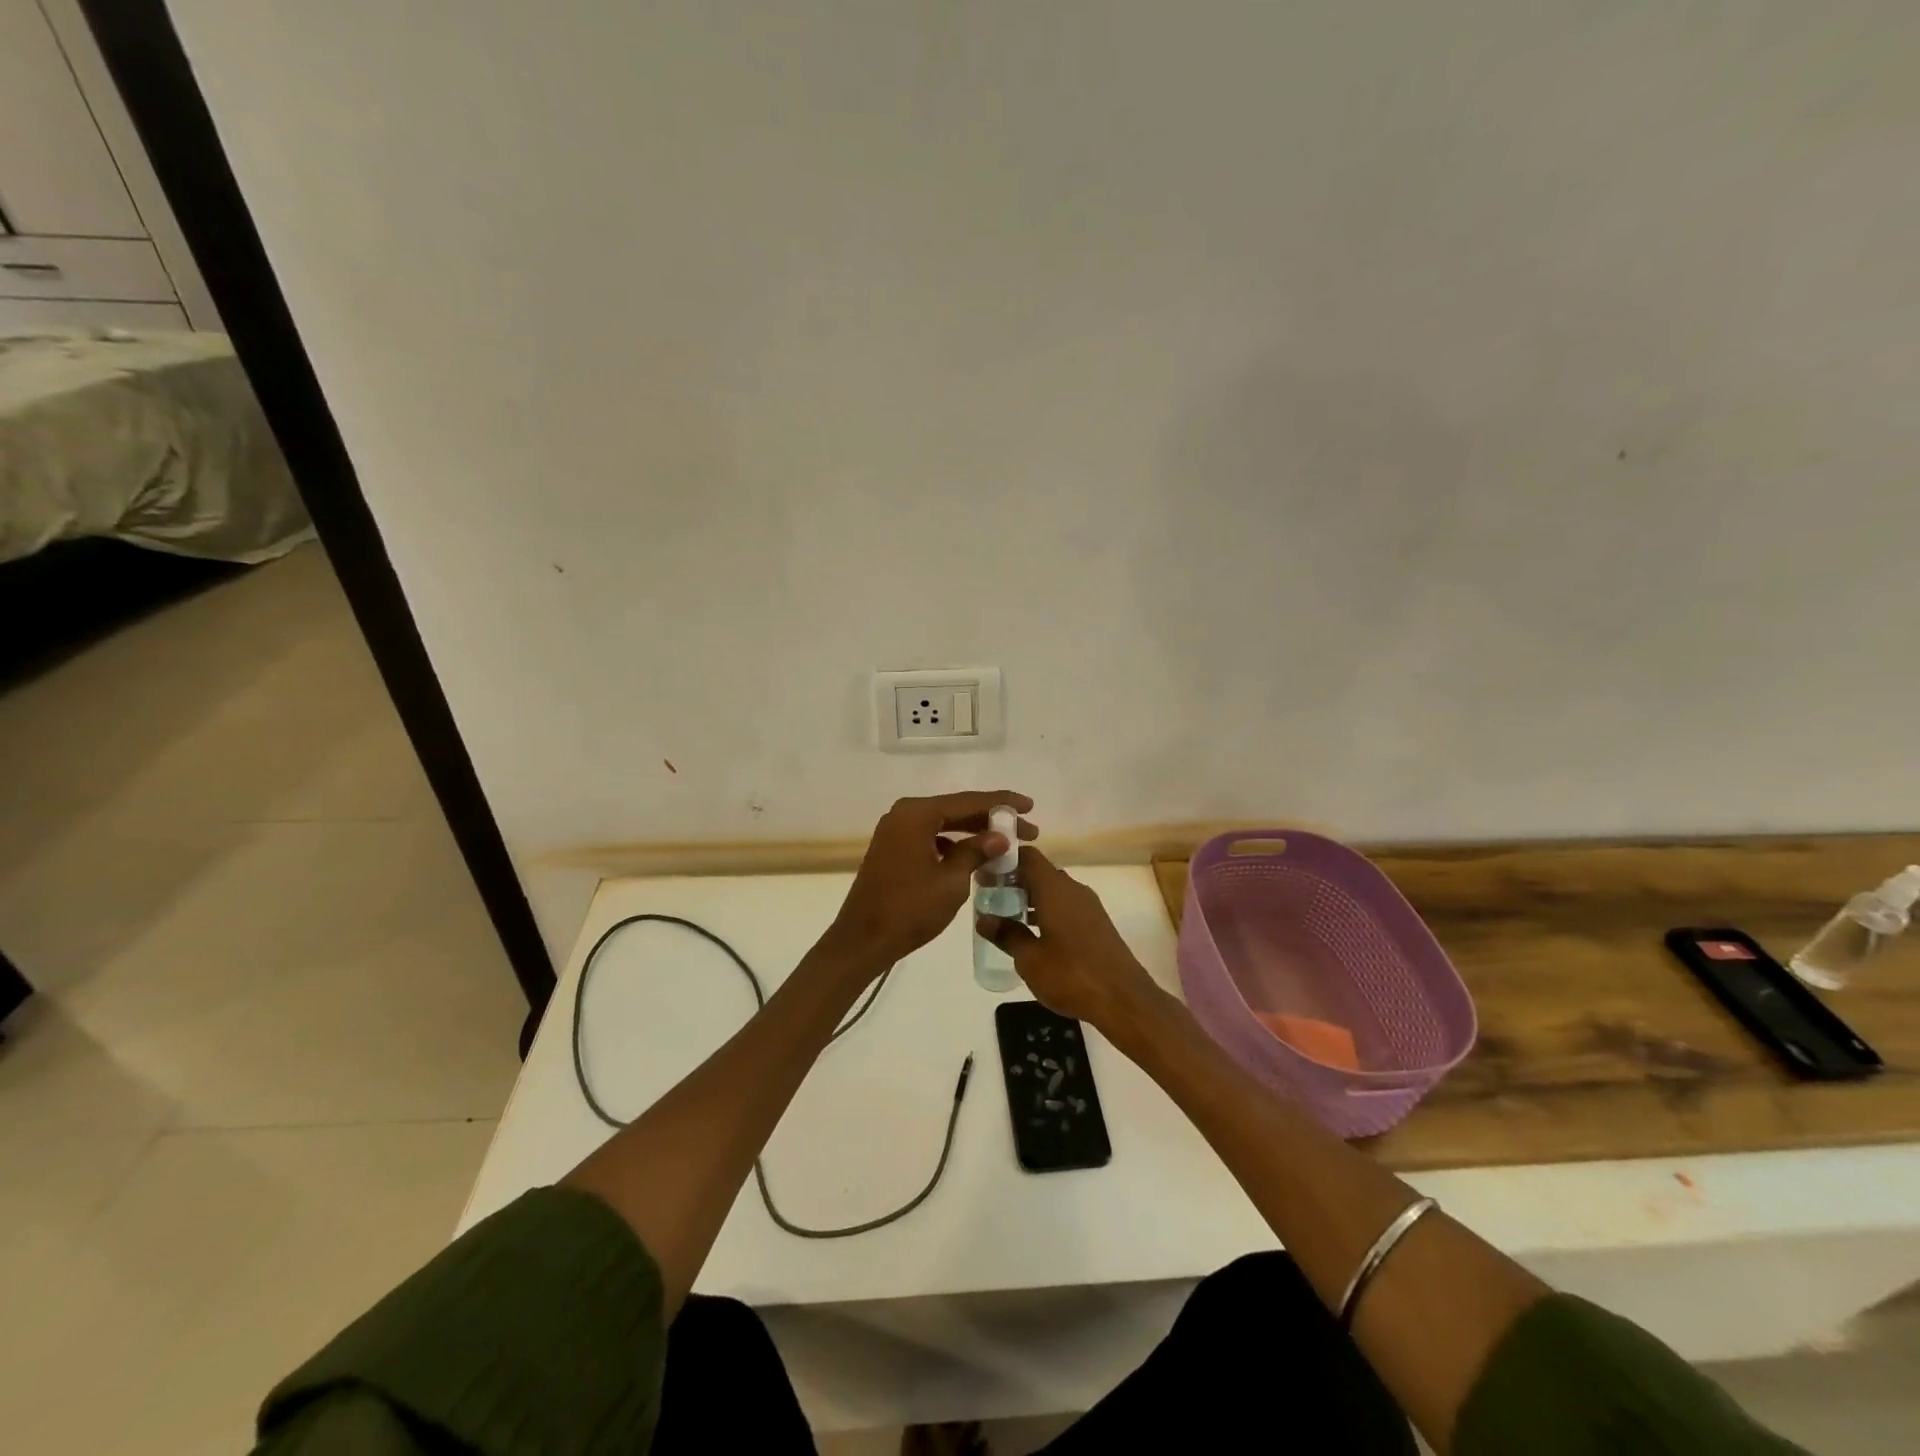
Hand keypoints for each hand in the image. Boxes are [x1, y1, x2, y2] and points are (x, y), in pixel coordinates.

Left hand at [828, 791, 1035, 969]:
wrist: (863, 941)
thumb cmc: (909, 909)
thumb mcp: (951, 881)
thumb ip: (976, 852)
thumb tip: (1001, 837)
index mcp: (917, 814)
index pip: (968, 801)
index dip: (1002, 803)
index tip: (1030, 806)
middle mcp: (904, 814)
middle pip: (956, 810)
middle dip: (991, 820)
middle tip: (1027, 830)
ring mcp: (895, 831)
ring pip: (944, 824)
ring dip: (973, 833)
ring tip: (1006, 844)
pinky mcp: (893, 849)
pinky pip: (931, 838)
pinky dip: (953, 844)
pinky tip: (974, 857)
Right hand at [976, 846, 1163, 1032]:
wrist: (1124, 1000)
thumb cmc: (1071, 975)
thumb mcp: (1029, 959)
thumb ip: (1006, 935)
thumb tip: (984, 920)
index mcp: (1055, 888)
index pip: (1028, 856)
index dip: (1005, 860)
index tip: (985, 874)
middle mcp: (1073, 889)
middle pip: (1040, 872)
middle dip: (1015, 882)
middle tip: (990, 899)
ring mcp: (1089, 906)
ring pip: (1053, 891)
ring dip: (1031, 899)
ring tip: (1007, 919)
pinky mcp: (1097, 924)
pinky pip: (1066, 906)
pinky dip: (1047, 912)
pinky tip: (1035, 936)